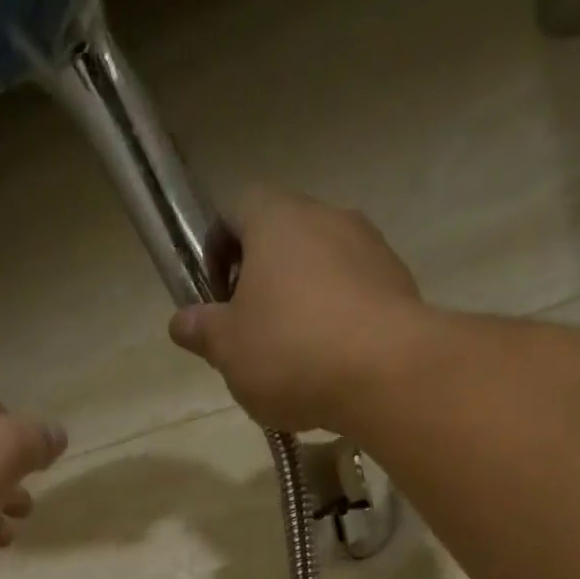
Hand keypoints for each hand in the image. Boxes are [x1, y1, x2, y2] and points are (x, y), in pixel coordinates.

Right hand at [168, 186, 424, 433]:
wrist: (385, 373)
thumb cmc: (289, 351)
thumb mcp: (227, 348)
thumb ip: (201, 330)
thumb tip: (180, 321)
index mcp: (277, 220)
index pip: (238, 206)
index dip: (219, 245)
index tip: (215, 292)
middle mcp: (327, 217)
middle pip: (283, 236)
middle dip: (261, 279)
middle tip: (249, 332)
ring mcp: (370, 248)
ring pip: (321, 266)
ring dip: (301, 301)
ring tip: (291, 358)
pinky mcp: (398, 284)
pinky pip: (354, 294)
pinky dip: (336, 321)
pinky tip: (328, 366)